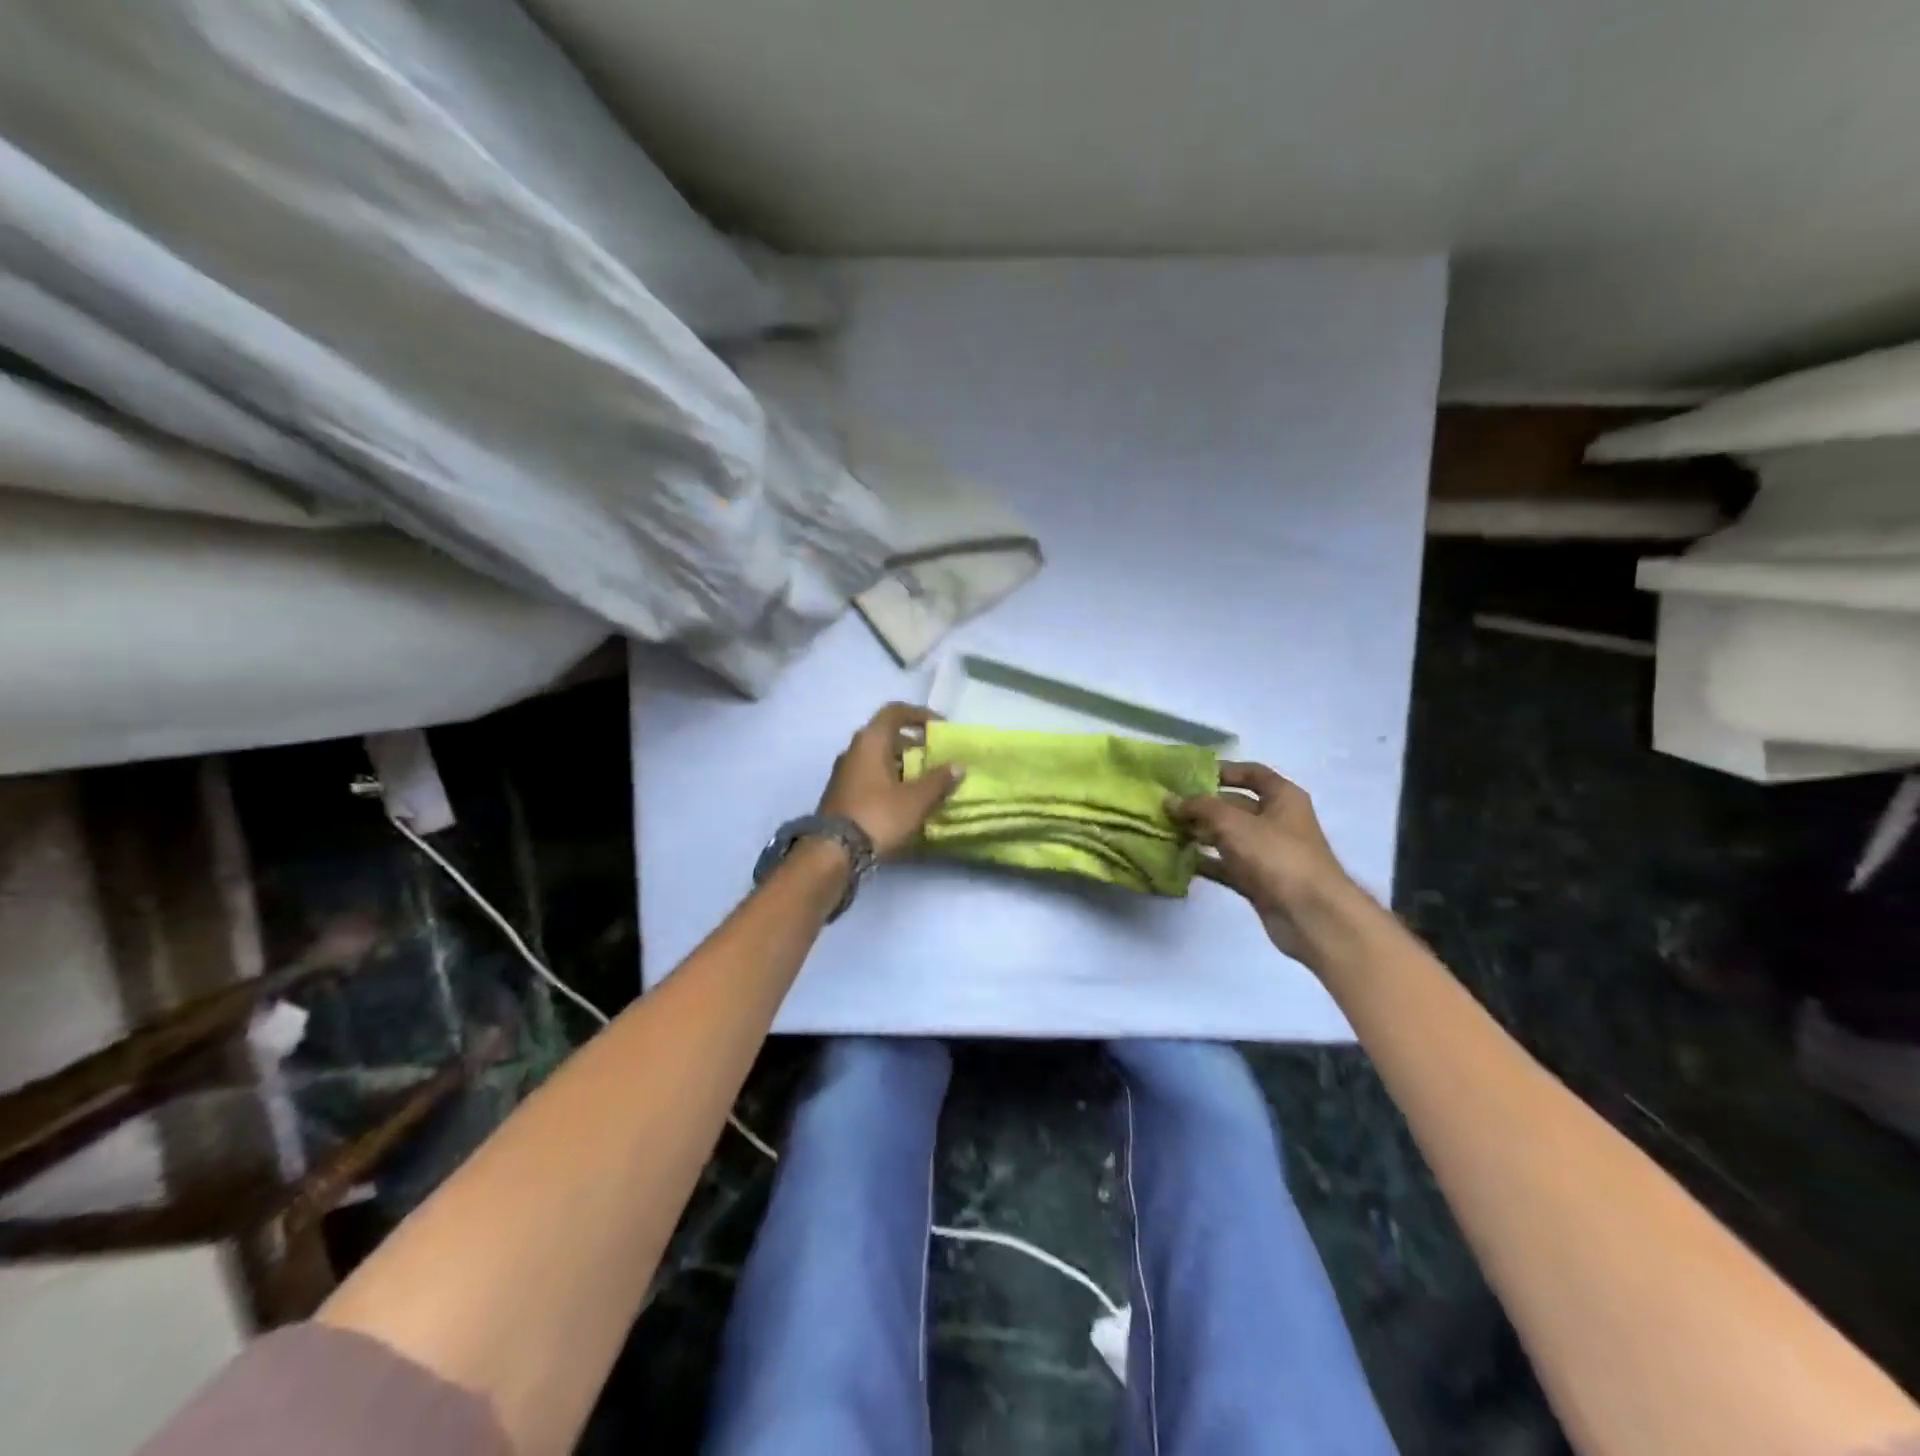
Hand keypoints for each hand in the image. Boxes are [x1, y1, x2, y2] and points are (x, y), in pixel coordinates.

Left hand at [818, 703, 963, 858]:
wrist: (834, 851)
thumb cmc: (878, 816)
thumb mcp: (916, 800)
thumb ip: (939, 780)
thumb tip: (958, 765)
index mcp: (871, 741)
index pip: (895, 711)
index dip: (919, 714)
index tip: (940, 727)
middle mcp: (854, 749)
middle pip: (886, 734)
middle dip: (913, 743)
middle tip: (935, 757)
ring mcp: (844, 771)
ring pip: (877, 756)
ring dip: (901, 763)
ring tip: (924, 780)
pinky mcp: (841, 792)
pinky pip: (869, 774)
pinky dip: (889, 778)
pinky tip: (904, 798)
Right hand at [1168, 762, 1358, 962]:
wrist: (1310, 915)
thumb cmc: (1276, 855)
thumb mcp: (1233, 822)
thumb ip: (1199, 807)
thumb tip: (1170, 801)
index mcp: (1282, 797)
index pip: (1252, 773)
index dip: (1223, 770)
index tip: (1189, 775)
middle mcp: (1277, 821)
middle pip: (1235, 805)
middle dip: (1203, 805)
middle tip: (1167, 806)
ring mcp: (1268, 853)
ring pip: (1228, 836)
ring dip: (1200, 833)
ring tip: (1167, 830)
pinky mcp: (1259, 881)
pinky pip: (1227, 865)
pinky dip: (1206, 862)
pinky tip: (1179, 860)